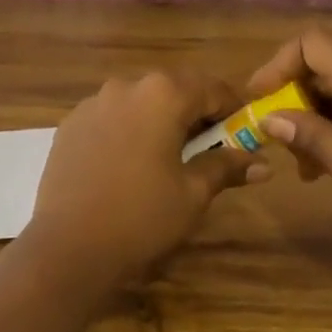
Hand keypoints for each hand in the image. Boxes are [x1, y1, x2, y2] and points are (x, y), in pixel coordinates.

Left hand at [23, 70, 265, 294]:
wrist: (68, 246)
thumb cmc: (142, 216)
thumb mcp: (193, 194)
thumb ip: (226, 167)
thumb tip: (263, 163)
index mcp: (163, 94)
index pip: (212, 88)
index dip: (233, 108)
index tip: (245, 132)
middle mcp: (126, 85)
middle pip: (173, 89)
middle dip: (195, 112)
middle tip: (209, 147)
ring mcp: (93, 102)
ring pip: (140, 101)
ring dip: (159, 119)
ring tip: (167, 156)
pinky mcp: (70, 123)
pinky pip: (111, 116)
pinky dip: (128, 129)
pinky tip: (129, 163)